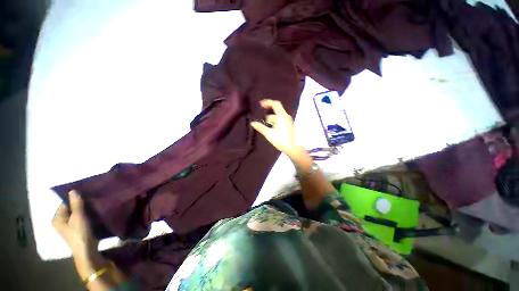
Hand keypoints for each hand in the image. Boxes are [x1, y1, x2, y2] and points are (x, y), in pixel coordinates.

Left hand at [52, 190, 97, 255]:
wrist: (87, 250)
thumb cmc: (79, 233)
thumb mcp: (78, 216)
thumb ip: (76, 203)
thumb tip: (73, 190)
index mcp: (56, 218)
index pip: (65, 204)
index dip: (75, 199)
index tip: (86, 197)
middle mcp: (60, 222)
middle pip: (71, 209)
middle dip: (80, 205)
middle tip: (92, 201)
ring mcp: (68, 227)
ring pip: (77, 214)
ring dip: (85, 211)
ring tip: (94, 207)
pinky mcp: (77, 230)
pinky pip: (81, 219)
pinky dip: (87, 216)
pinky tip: (94, 215)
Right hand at [251, 99, 298, 154]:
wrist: (294, 149)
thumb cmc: (282, 140)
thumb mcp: (269, 134)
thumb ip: (260, 127)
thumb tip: (252, 123)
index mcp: (282, 116)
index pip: (275, 104)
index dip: (268, 102)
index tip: (260, 104)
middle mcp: (286, 117)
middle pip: (275, 113)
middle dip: (267, 117)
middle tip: (261, 123)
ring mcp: (288, 122)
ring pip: (277, 118)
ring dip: (271, 122)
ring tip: (266, 129)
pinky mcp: (289, 126)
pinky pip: (280, 122)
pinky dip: (274, 124)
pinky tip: (271, 131)